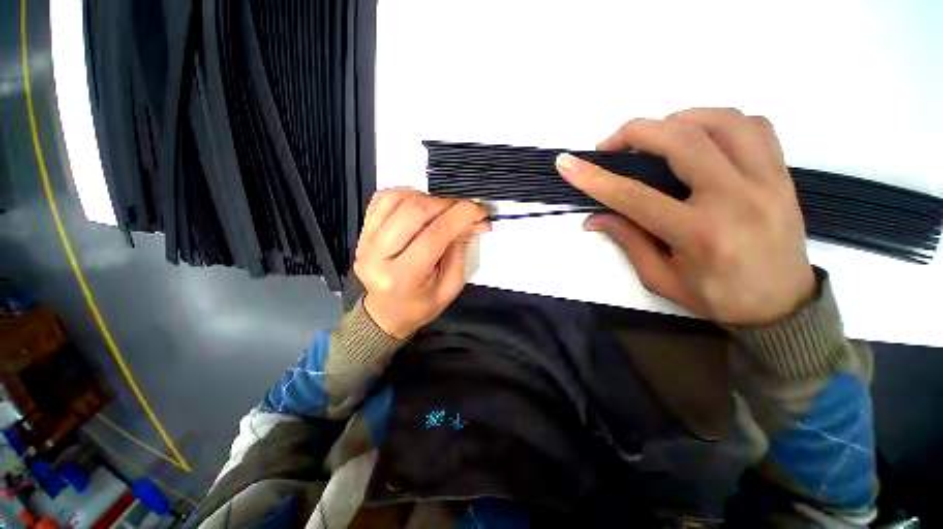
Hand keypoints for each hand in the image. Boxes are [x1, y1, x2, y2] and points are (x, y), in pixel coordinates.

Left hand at [354, 189, 489, 337]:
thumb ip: (460, 251)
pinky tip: (422, 202)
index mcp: (402, 278)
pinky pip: (382, 199)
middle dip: (446, 203)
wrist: (386, 313)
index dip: (461, 216)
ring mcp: (365, 242)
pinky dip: (406, 193)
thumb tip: (474, 221)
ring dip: (427, 197)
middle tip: (465, 208)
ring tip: (444, 208)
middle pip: (414, 211)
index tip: (480, 209)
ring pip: (396, 200)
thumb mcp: (450, 286)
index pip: (435, 235)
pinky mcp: (362, 232)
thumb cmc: (421, 305)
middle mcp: (377, 256)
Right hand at [556, 108, 815, 325]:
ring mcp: (767, 181)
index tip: (567, 164)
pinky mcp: (782, 174)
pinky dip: (718, 121)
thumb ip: (628, 241)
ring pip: (721, 121)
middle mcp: (736, 199)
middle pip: (681, 141)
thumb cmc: (715, 297)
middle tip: (611, 144)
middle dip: (635, 133)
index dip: (594, 178)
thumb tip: (595, 217)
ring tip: (654, 136)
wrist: (782, 307)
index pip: (634, 196)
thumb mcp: (660, 278)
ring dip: (677, 119)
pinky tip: (698, 136)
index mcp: (699, 234)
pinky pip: (753, 126)